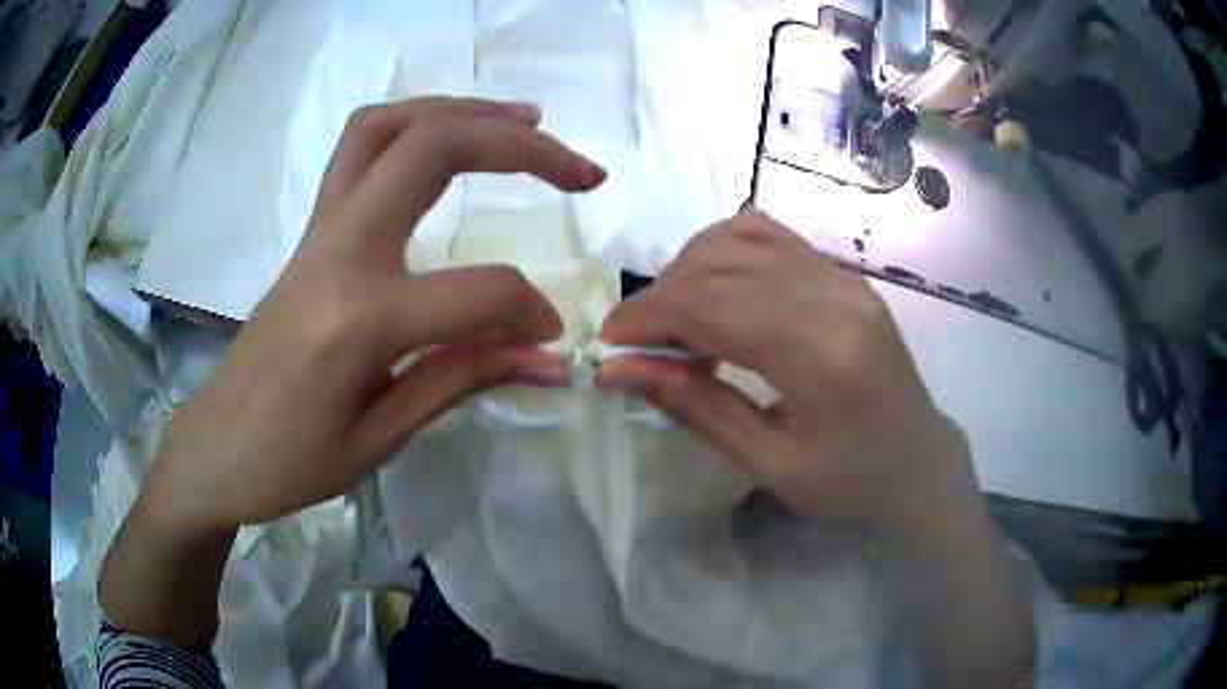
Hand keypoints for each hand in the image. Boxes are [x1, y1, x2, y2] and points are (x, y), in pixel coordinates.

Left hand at [142, 97, 606, 536]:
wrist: (215, 448)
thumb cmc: (289, 464)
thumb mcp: (379, 439)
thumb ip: (463, 377)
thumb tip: (547, 357)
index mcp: (357, 320)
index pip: (477, 291)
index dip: (529, 313)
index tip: (549, 341)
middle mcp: (337, 252)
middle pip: (433, 147)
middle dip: (522, 147)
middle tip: (581, 171)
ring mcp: (319, 232)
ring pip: (389, 126)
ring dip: (464, 110)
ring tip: (525, 123)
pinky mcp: (311, 232)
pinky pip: (361, 148)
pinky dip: (416, 125)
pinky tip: (451, 140)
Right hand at [598, 211, 980, 529]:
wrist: (920, 461)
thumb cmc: (852, 483)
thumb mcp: (771, 467)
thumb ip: (697, 409)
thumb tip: (622, 369)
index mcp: (822, 357)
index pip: (710, 306)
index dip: (646, 318)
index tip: (608, 346)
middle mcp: (834, 297)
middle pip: (718, 266)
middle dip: (658, 298)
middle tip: (636, 344)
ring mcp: (843, 277)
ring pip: (738, 238)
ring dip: (688, 270)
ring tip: (674, 321)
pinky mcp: (844, 273)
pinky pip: (769, 236)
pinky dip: (723, 252)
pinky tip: (714, 290)